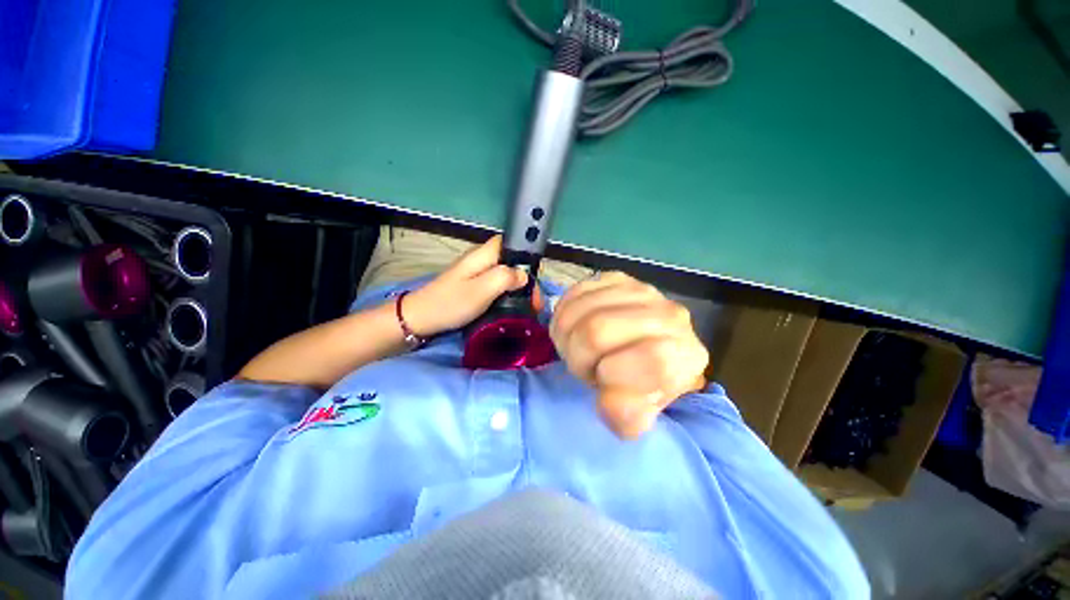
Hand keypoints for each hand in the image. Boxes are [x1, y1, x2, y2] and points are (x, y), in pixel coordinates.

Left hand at [404, 235, 529, 336]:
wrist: (421, 319)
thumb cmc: (452, 303)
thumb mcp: (482, 290)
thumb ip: (505, 277)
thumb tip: (524, 275)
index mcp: (484, 255)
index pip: (512, 243)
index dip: (527, 256)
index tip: (535, 278)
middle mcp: (481, 260)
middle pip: (512, 261)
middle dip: (526, 279)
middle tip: (534, 302)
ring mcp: (477, 273)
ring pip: (506, 275)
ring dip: (518, 289)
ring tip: (528, 307)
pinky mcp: (473, 286)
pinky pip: (497, 285)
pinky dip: (508, 294)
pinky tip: (512, 307)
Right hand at [550, 272, 708, 438]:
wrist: (641, 352)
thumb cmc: (638, 386)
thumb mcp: (635, 416)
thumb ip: (625, 416)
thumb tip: (608, 396)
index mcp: (686, 354)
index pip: (648, 359)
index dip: (611, 375)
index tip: (605, 382)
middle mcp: (669, 314)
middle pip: (595, 331)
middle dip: (578, 357)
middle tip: (586, 366)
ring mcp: (641, 290)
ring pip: (578, 311)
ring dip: (568, 337)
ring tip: (580, 348)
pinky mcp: (616, 278)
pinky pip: (574, 293)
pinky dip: (564, 316)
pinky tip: (575, 328)